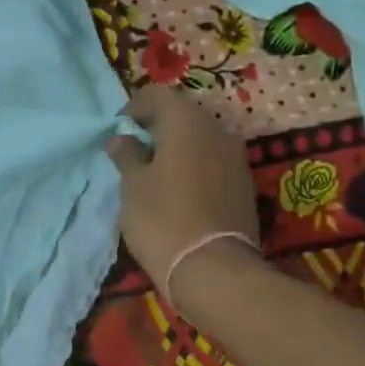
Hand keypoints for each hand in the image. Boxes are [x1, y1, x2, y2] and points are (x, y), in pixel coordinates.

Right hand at [107, 85, 262, 314]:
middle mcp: (217, 130)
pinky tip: (179, 193)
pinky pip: (213, 162)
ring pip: (200, 139)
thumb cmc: (163, 220)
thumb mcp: (132, 186)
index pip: (158, 94)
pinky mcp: (244, 184)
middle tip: (134, 153)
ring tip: (155, 175)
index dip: (134, 108)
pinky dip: (194, 167)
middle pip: (182, 115)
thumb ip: (127, 155)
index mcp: (187, 122)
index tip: (119, 133)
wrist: (214, 270)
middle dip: (157, 128)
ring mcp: (236, 157)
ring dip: (177, 148)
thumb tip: (122, 139)